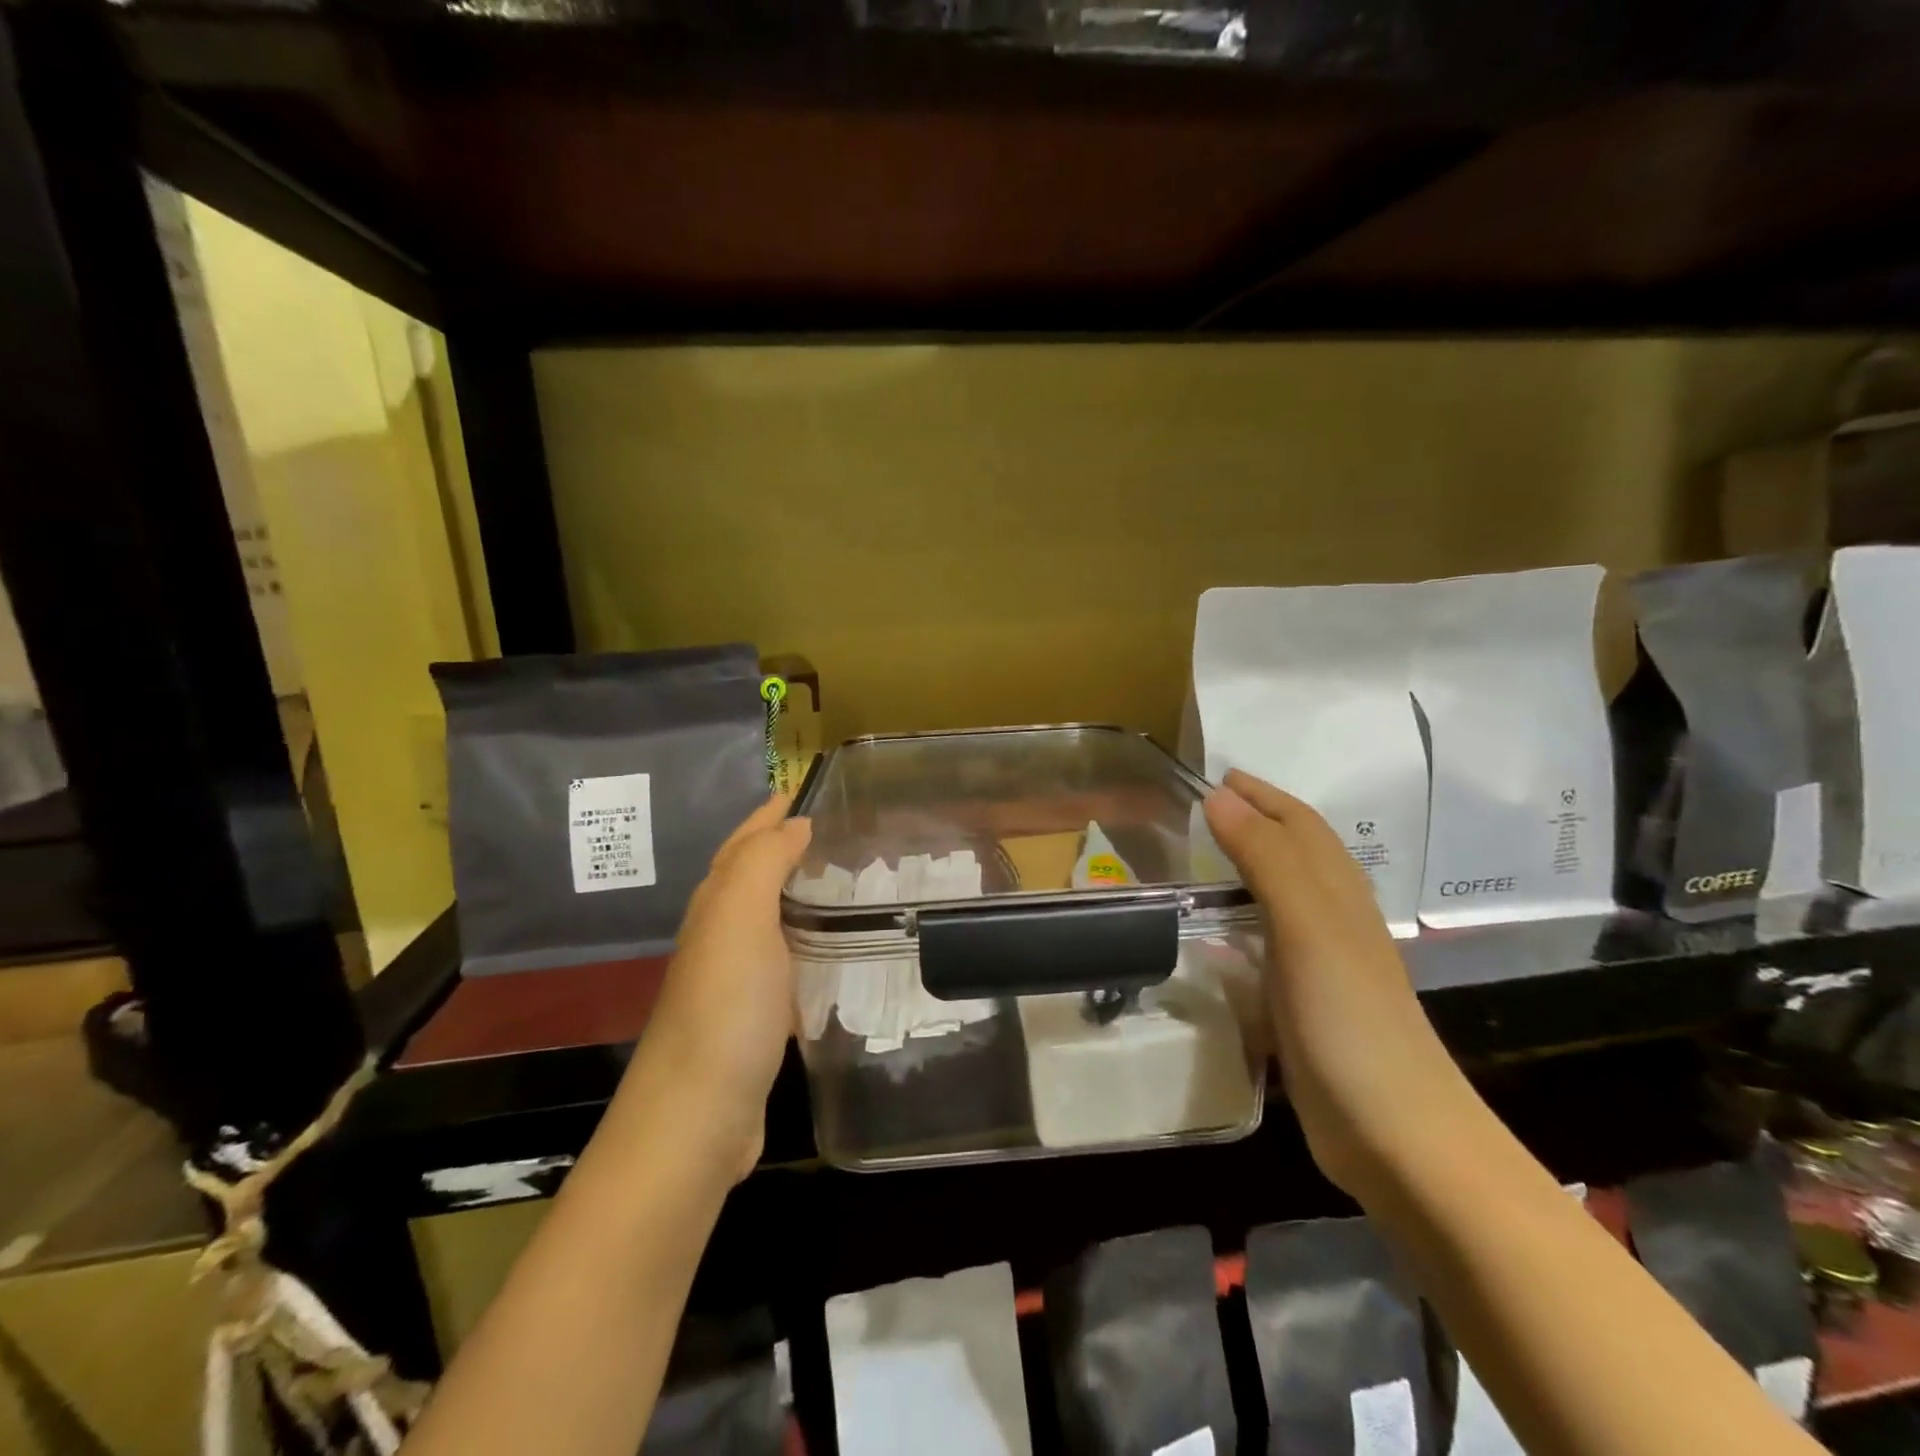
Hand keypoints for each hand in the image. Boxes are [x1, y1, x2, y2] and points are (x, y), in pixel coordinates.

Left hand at [623, 795, 811, 1180]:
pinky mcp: (756, 1018)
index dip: (771, 815)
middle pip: (751, 876)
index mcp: (716, 905)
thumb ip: (763, 863)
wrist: (696, 1118)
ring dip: (797, 892)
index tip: (805, 789)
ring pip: (769, 918)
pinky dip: (806, 941)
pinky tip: (832, 950)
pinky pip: (785, 960)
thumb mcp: (739, 919)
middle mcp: (721, 935)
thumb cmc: (724, 1008)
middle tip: (835, 830)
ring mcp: (736, 980)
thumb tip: (794, 823)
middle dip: (783, 846)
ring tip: (843, 880)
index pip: (744, 843)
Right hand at [1203, 769, 1454, 1193]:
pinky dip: (1239, 927)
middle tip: (1202, 811)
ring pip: (1279, 898)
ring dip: (1246, 870)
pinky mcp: (1302, 1006)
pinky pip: (1265, 946)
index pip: (1298, 824)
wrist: (1396, 1135)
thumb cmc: (1350, 1019)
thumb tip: (1220, 794)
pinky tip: (1215, 940)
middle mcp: (1332, 920)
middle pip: (1293, 854)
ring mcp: (1319, 965)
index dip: (1261, 795)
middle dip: (1254, 823)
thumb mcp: (1306, 926)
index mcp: (1337, 893)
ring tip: (1200, 861)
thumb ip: (1265, 858)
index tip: (1217, 775)